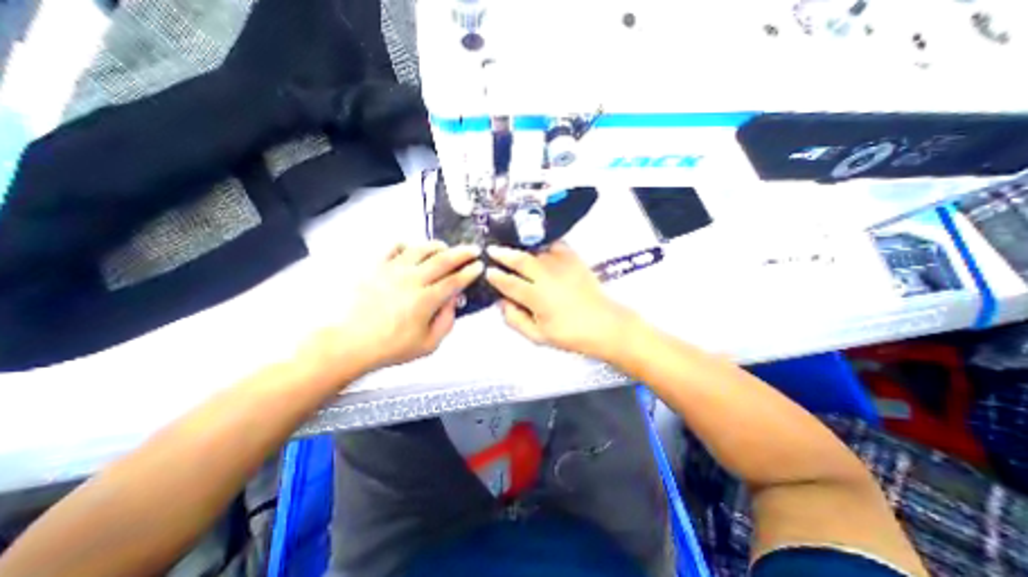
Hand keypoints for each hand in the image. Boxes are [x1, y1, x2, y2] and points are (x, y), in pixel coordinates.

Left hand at [320, 241, 484, 370]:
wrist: (348, 344)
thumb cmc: (389, 347)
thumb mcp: (428, 344)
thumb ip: (446, 322)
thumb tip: (453, 302)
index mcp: (426, 300)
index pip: (455, 280)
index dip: (470, 272)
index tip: (479, 266)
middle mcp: (412, 280)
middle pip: (443, 259)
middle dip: (462, 253)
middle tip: (472, 249)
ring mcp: (392, 270)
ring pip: (421, 249)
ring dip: (438, 246)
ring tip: (446, 247)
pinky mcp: (375, 267)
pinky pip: (393, 247)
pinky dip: (407, 245)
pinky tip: (412, 249)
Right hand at [487, 240, 640, 360]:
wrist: (605, 325)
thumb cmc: (570, 335)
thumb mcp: (538, 336)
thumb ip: (515, 319)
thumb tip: (501, 302)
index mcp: (537, 298)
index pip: (509, 283)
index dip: (495, 277)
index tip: (487, 271)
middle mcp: (547, 277)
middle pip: (520, 260)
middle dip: (502, 254)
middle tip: (491, 250)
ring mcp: (562, 265)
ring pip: (535, 251)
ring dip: (521, 248)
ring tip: (510, 247)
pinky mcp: (575, 259)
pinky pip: (555, 245)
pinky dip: (543, 244)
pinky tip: (537, 246)